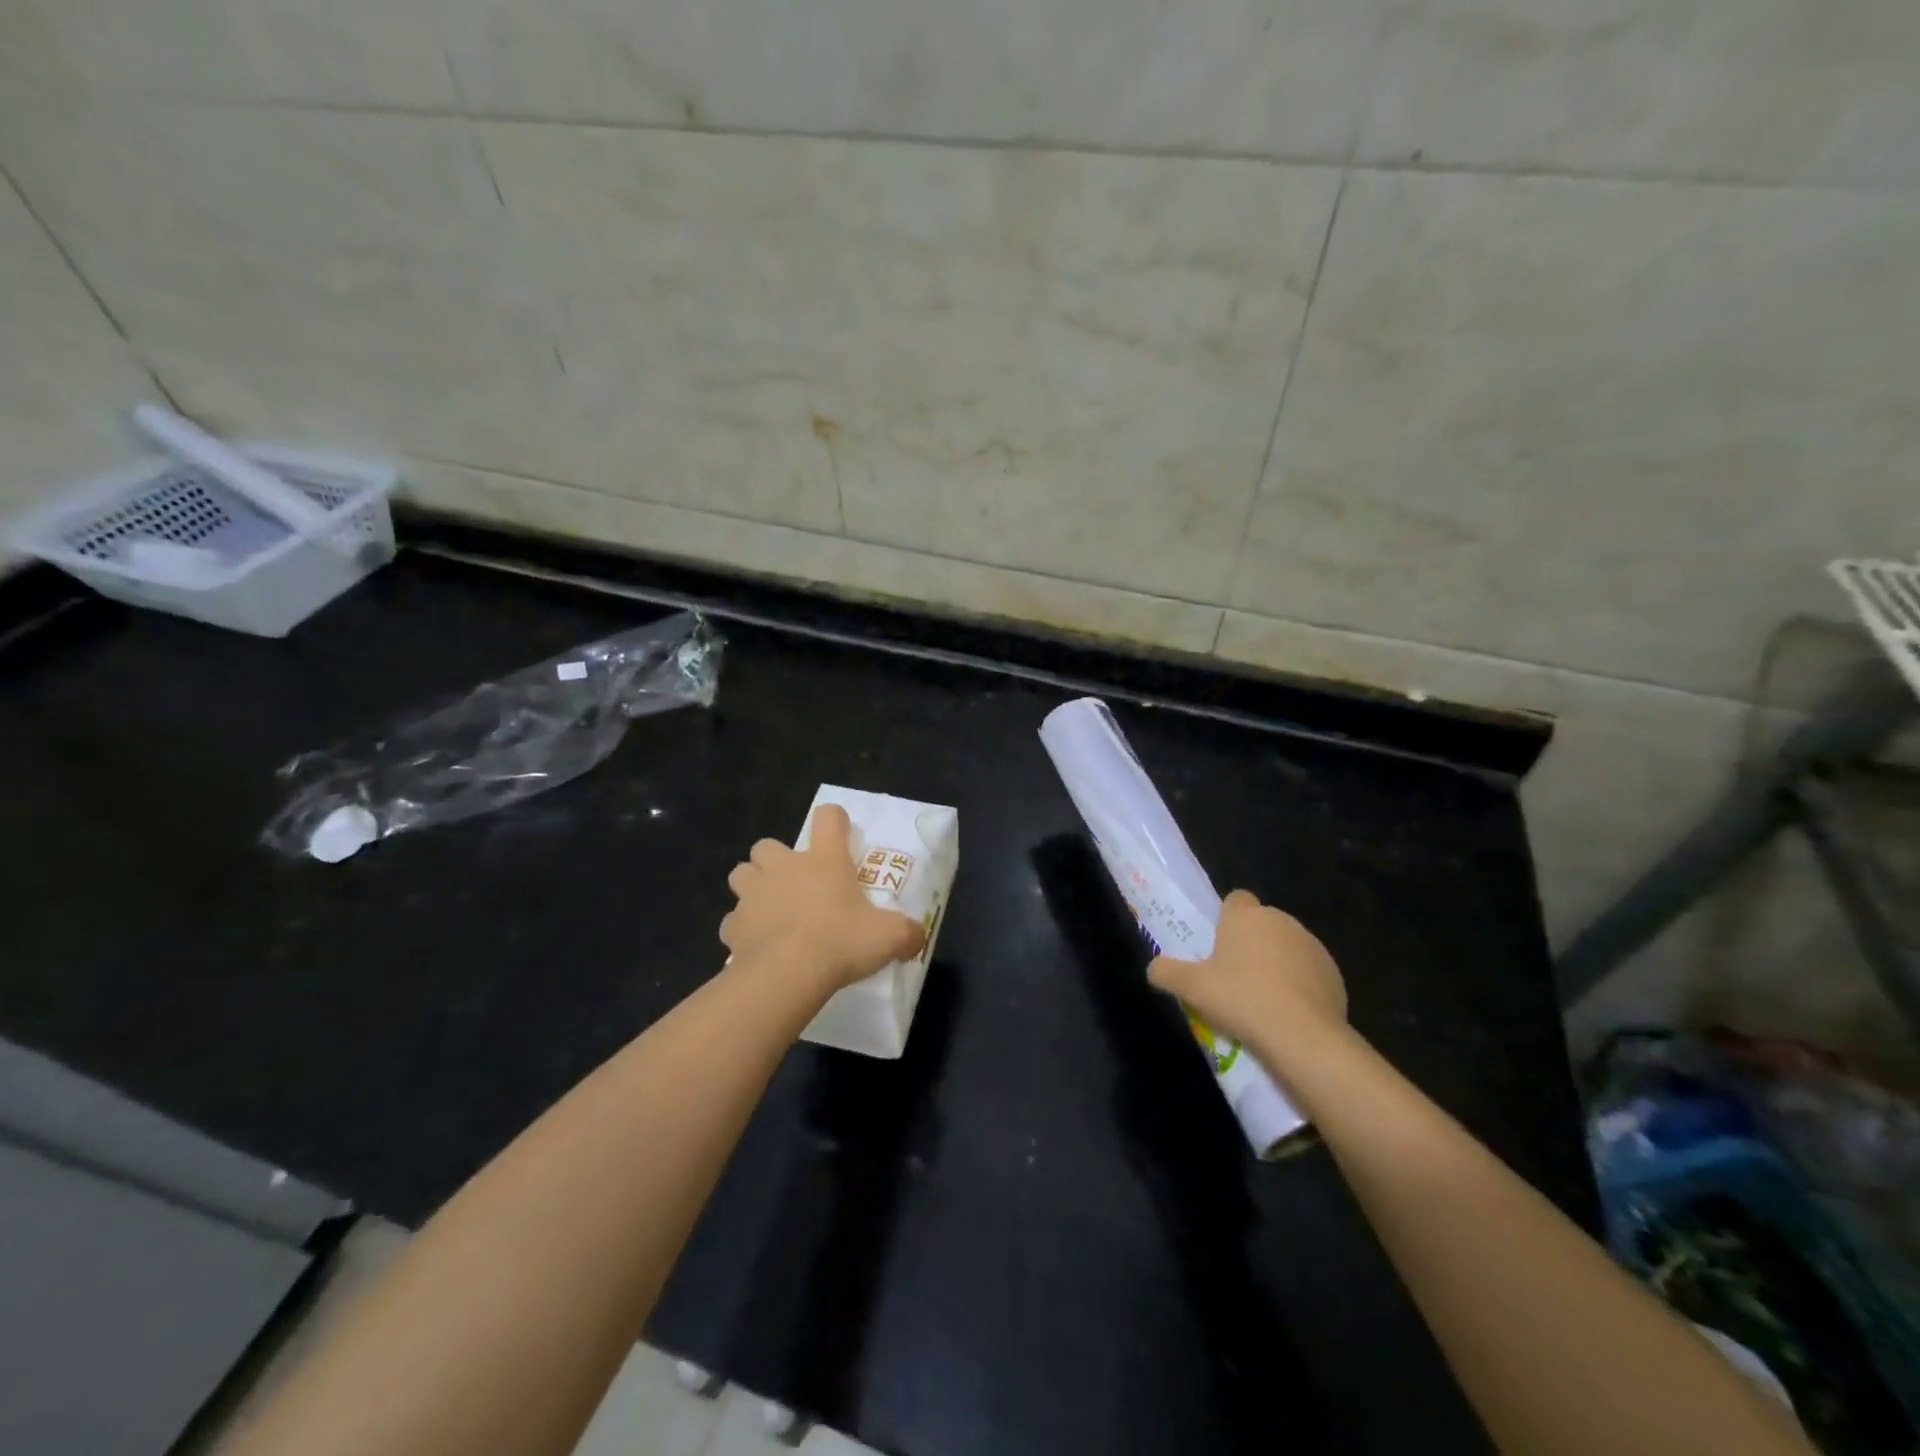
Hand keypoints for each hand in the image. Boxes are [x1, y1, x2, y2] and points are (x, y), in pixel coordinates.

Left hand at [720, 803, 925, 994]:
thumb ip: (907, 932)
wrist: (786, 975)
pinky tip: (756, 945)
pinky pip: (732, 921)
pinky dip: (742, 929)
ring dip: (753, 887)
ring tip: (769, 909)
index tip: (840, 834)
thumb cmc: (841, 942)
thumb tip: (918, 937)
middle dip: (776, 860)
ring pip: (741, 874)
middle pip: (767, 845)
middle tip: (794, 884)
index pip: (828, 818)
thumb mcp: (889, 937)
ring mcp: (753, 894)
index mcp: (824, 860)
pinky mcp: (732, 925)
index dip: (834, 821)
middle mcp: (784, 867)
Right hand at [1148, 890, 1346, 1057]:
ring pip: (1287, 947)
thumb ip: (1166, 973)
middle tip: (1235, 977)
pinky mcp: (1333, 973)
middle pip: (1262, 924)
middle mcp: (1280, 921)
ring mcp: (1311, 945)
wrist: (1301, 1034)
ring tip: (1263, 1000)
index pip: (1236, 900)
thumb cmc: (1239, 998)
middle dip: (1252, 943)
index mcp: (1245, 916)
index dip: (1227, 918)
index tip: (1220, 944)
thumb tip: (1153, 968)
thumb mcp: (1191, 987)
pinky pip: (1309, 972)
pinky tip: (1289, 1013)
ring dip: (1277, 964)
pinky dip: (1300, 985)